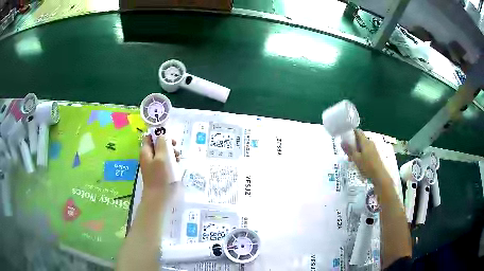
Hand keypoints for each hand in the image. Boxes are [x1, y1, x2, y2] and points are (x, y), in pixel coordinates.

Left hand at [139, 135, 179, 198]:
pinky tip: (176, 167)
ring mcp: (153, 166)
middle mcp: (148, 157)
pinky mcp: (159, 173)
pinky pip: (165, 163)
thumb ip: (163, 143)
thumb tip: (162, 135)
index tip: (170, 140)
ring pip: (163, 154)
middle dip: (168, 145)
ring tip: (178, 159)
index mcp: (146, 151)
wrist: (160, 198)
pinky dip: (171, 162)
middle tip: (176, 150)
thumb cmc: (161, 177)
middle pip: (157, 145)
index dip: (160, 135)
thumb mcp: (163, 157)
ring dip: (171, 154)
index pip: (150, 136)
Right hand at [341, 129, 389, 188]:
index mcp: (365, 141)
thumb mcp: (356, 158)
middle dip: (352, 143)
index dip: (350, 132)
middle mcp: (369, 142)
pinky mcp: (374, 153)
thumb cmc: (367, 166)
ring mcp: (372, 148)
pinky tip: (357, 161)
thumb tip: (342, 142)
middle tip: (346, 151)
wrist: (379, 175)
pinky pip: (365, 150)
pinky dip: (360, 153)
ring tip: (350, 159)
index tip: (344, 137)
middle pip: (359, 139)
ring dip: (355, 150)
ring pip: (361, 145)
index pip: (357, 131)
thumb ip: (349, 149)